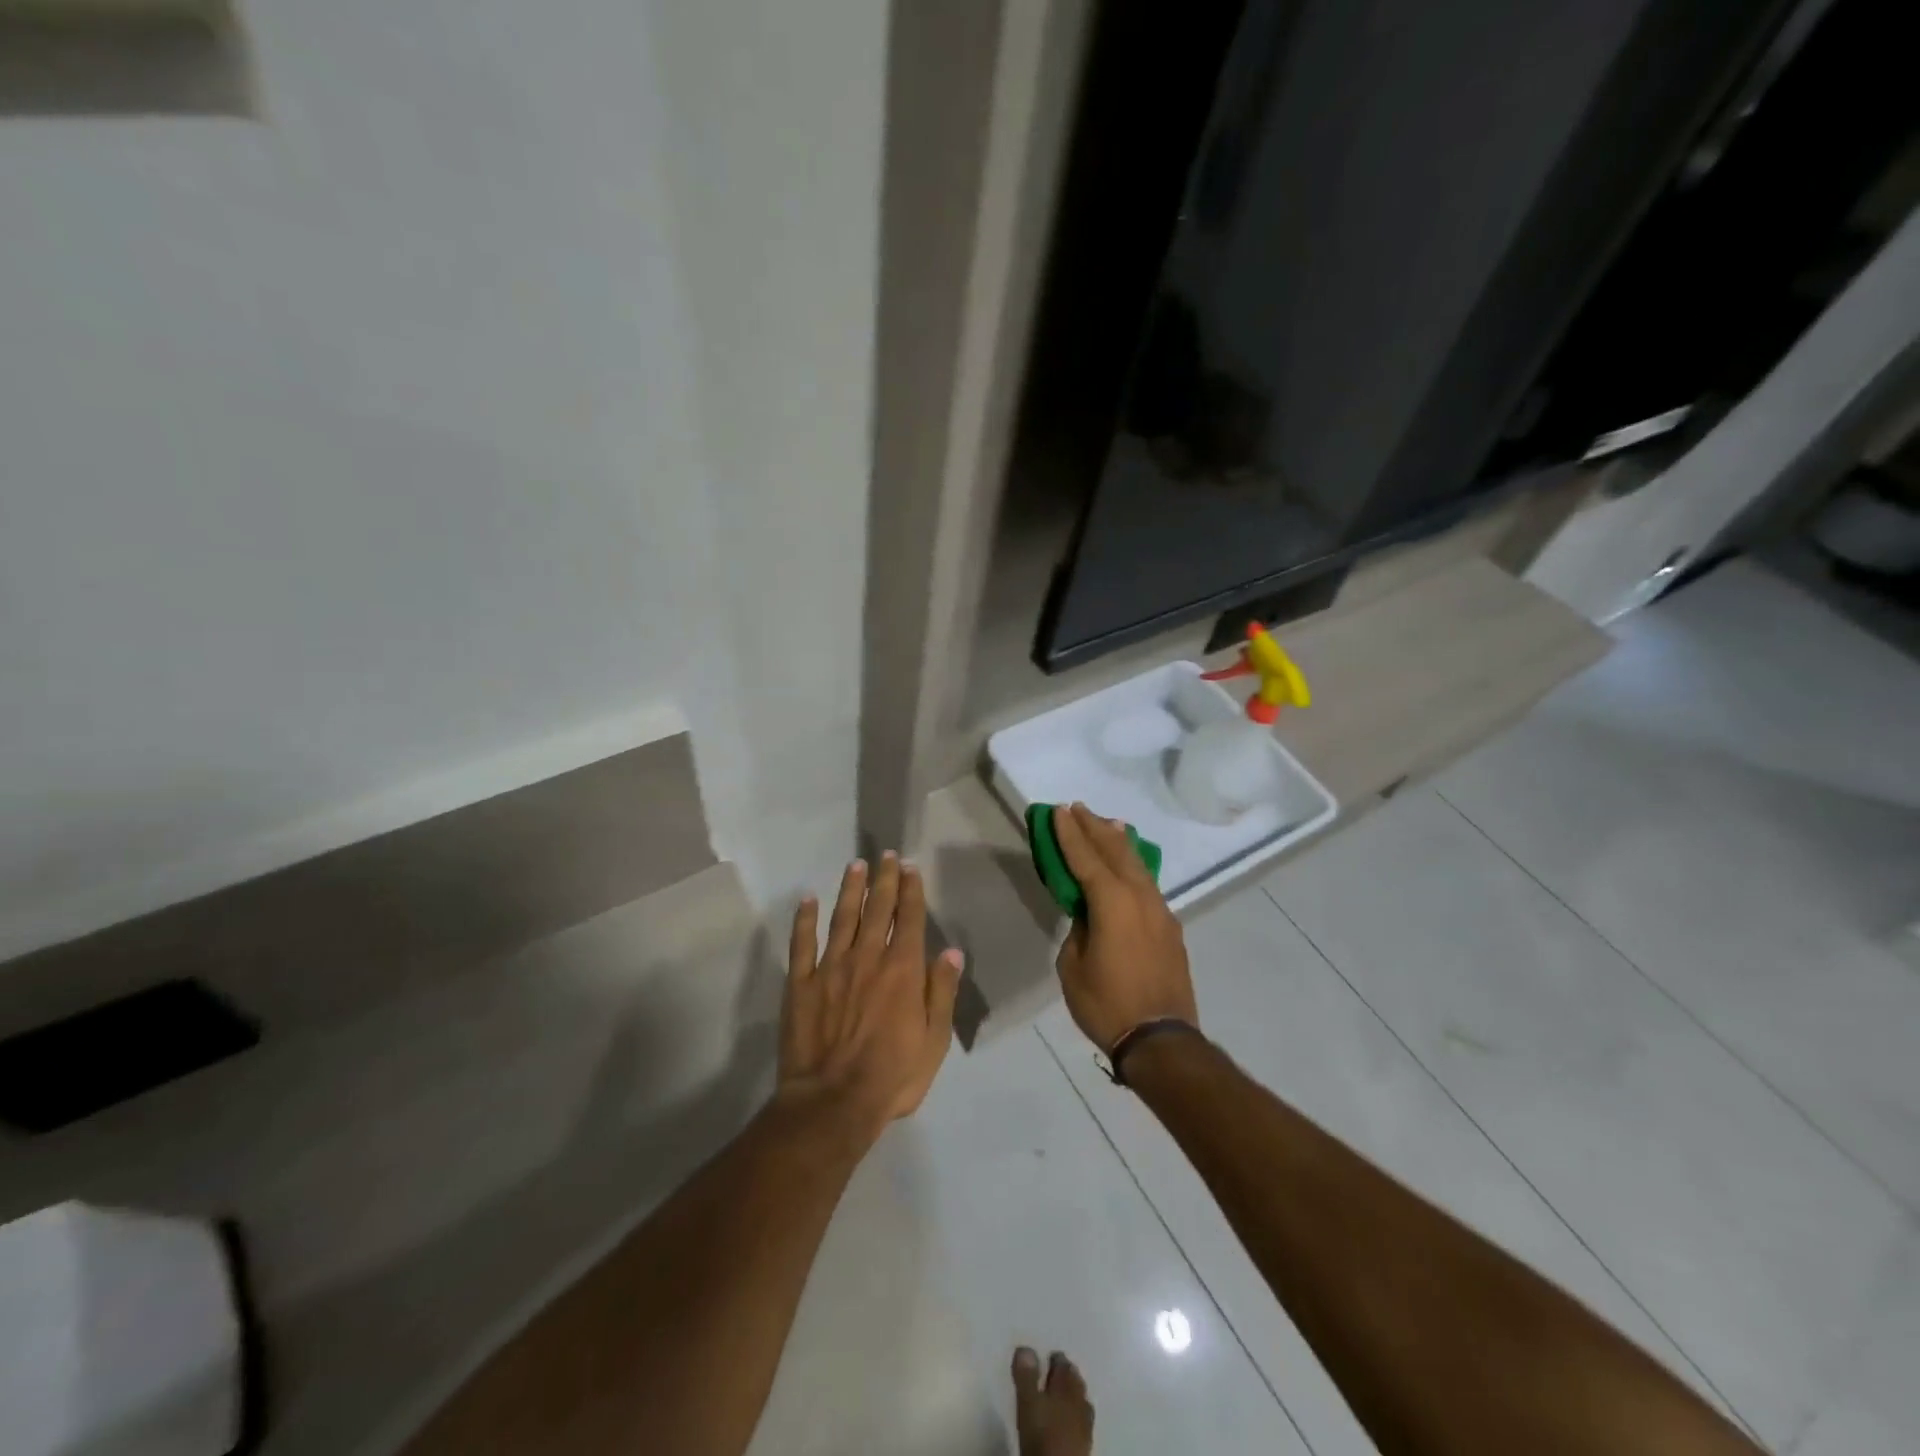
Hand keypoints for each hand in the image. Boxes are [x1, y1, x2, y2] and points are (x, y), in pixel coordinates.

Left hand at [777, 852, 963, 1137]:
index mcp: (902, 969)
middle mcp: (867, 957)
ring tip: (855, 865)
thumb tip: (951, 952)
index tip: (909, 867)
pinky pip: (802, 943)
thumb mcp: (934, 1041)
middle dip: (883, 880)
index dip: (911, 890)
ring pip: (842, 917)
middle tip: (885, 855)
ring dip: (850, 889)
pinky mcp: (800, 983)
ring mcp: (830, 967)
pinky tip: (807, 900)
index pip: (909, 918)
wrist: (832, 1103)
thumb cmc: (892, 1076)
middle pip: (877, 909)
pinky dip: (804, 920)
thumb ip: (942, 992)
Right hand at [1052, 803, 1197, 1050]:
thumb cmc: (1106, 1003)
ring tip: (1106, 823)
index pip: (1086, 858)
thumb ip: (1079, 930)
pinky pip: (1148, 884)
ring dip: (1118, 842)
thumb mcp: (1073, 966)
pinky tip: (1129, 864)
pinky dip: (1134, 866)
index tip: (1059, 811)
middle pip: (1115, 851)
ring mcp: (1160, 911)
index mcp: (1112, 903)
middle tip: (1078, 808)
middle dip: (1094, 828)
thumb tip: (1088, 916)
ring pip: (1137, 864)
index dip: (1070, 834)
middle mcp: (1140, 897)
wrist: (1161, 1040)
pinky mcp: (1170, 928)